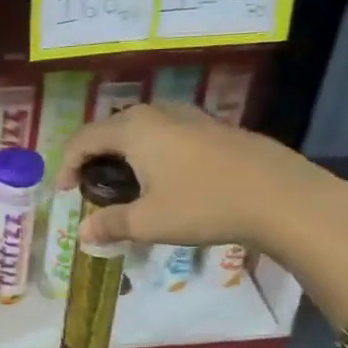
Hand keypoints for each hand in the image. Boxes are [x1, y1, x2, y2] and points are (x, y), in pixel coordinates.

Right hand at [57, 101, 347, 255]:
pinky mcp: (216, 128)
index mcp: (134, 129)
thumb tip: (83, 234)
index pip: (83, 139)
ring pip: (143, 128)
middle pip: (112, 128)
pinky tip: (168, 179)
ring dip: (126, 152)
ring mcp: (191, 116)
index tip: (64, 192)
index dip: (67, 165)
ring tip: (127, 183)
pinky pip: (169, 133)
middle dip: (95, 156)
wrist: (283, 197)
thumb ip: (111, 224)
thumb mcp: (150, 222)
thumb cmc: (205, 205)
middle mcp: (158, 113)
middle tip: (93, 186)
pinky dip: (154, 152)